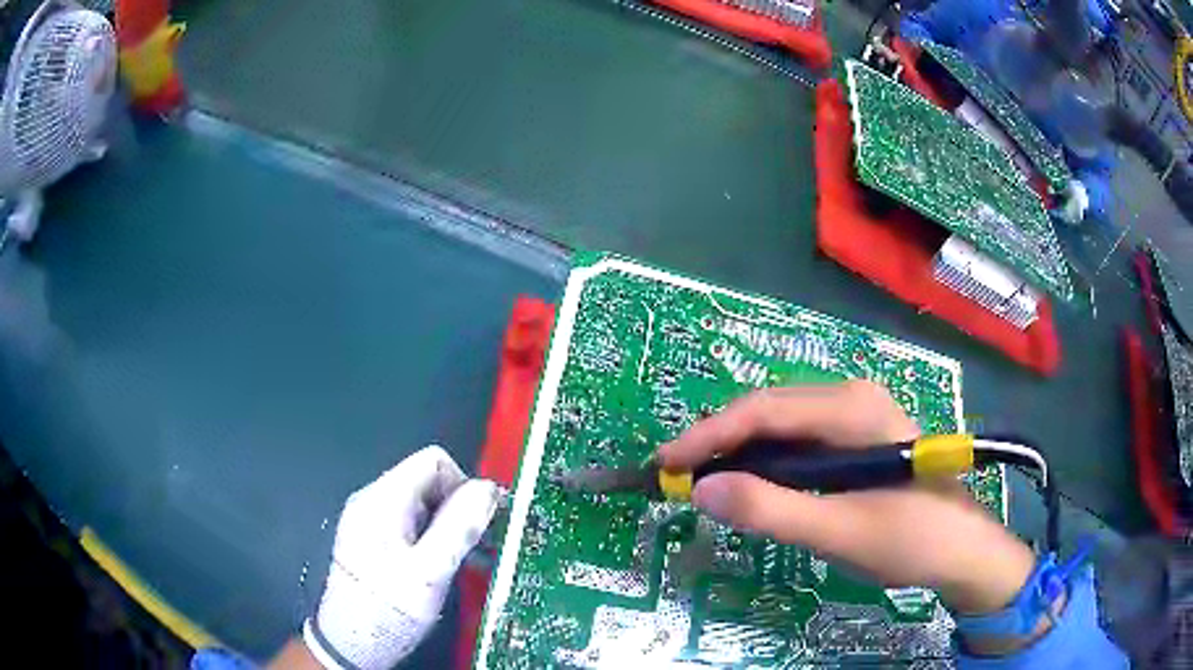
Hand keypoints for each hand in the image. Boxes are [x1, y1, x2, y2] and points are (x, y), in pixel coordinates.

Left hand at [302, 446, 499, 669]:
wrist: (350, 643)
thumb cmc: (389, 607)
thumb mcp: (430, 571)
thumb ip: (460, 527)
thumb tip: (489, 489)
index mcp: (383, 499)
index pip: (434, 461)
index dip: (465, 485)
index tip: (481, 524)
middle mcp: (372, 500)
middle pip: (428, 481)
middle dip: (458, 510)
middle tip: (475, 549)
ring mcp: (369, 520)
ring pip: (421, 505)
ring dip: (447, 527)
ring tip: (461, 563)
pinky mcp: (370, 540)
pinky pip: (409, 524)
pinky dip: (431, 539)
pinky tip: (439, 568)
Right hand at [657, 381, 1034, 616]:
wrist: (963, 549)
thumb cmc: (911, 539)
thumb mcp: (839, 532)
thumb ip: (771, 510)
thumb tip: (703, 490)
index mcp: (852, 408)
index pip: (763, 410)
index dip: (708, 435)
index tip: (665, 464)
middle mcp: (851, 398)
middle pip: (769, 410)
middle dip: (719, 441)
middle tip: (677, 477)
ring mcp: (856, 415)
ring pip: (782, 424)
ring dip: (740, 451)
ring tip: (704, 481)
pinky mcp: (857, 438)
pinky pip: (800, 440)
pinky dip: (767, 461)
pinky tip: (752, 483)